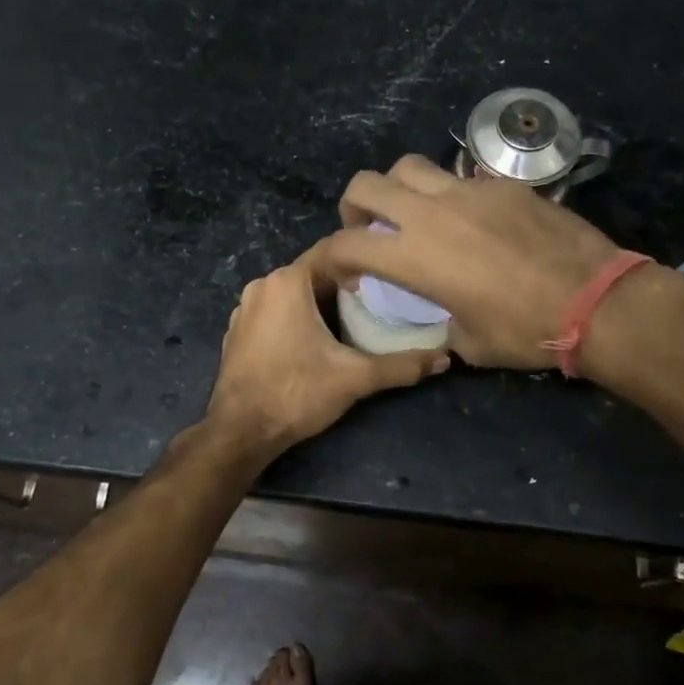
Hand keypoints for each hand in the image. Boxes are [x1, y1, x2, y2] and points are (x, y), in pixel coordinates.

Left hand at [205, 250, 449, 455]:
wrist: (240, 432)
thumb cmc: (296, 393)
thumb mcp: (355, 378)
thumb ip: (401, 365)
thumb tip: (445, 359)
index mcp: (287, 282)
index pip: (334, 252)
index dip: (365, 262)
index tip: (391, 277)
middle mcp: (262, 286)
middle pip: (314, 274)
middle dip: (345, 286)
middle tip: (379, 303)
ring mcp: (244, 309)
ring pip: (293, 295)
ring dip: (320, 304)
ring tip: (354, 322)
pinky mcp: (237, 333)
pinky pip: (274, 314)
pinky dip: (296, 320)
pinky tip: (316, 343)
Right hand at [309, 155, 623, 368]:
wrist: (595, 300)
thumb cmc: (525, 330)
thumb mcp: (469, 343)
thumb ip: (441, 322)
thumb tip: (445, 316)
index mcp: (413, 257)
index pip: (346, 244)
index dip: (333, 259)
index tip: (349, 277)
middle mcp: (431, 213)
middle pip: (366, 184)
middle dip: (354, 207)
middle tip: (369, 230)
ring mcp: (469, 191)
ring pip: (410, 167)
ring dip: (398, 188)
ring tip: (414, 215)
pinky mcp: (503, 184)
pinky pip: (459, 178)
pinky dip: (448, 195)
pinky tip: (471, 221)